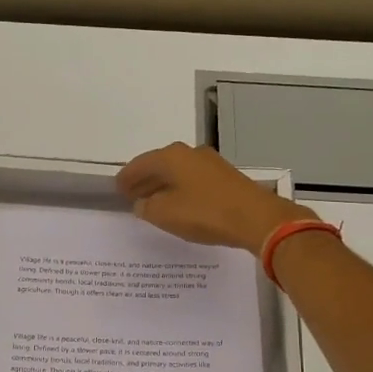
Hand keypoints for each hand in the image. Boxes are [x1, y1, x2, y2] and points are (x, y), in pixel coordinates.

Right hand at [117, 142, 317, 254]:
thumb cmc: (205, 213)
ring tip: (153, 202)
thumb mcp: (165, 214)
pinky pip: (194, 181)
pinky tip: (180, 205)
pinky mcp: (226, 178)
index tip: (117, 188)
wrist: (256, 218)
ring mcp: (211, 164)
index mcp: (171, 156)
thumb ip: (147, 208)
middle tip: (131, 195)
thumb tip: (142, 203)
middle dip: (145, 180)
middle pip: (160, 165)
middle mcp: (190, 153)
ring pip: (179, 173)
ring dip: (164, 186)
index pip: (140, 164)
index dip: (126, 178)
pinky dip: (181, 190)